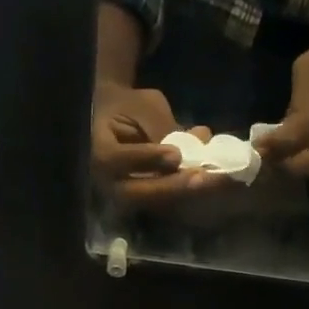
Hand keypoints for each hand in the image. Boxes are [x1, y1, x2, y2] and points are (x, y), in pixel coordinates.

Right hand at [91, 81, 231, 208]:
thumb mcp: (143, 106)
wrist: (114, 119)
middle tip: (201, 178)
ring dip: (184, 193)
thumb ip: (162, 126)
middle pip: (135, 193)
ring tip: (212, 181)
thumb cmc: (127, 106)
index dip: (146, 158)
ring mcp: (121, 195)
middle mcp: (104, 180)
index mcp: (97, 150)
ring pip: (151, 202)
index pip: (116, 160)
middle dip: (171, 186)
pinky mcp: (140, 200)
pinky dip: (187, 193)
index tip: (175, 154)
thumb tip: (199, 141)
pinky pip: (163, 203)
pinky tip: (210, 182)